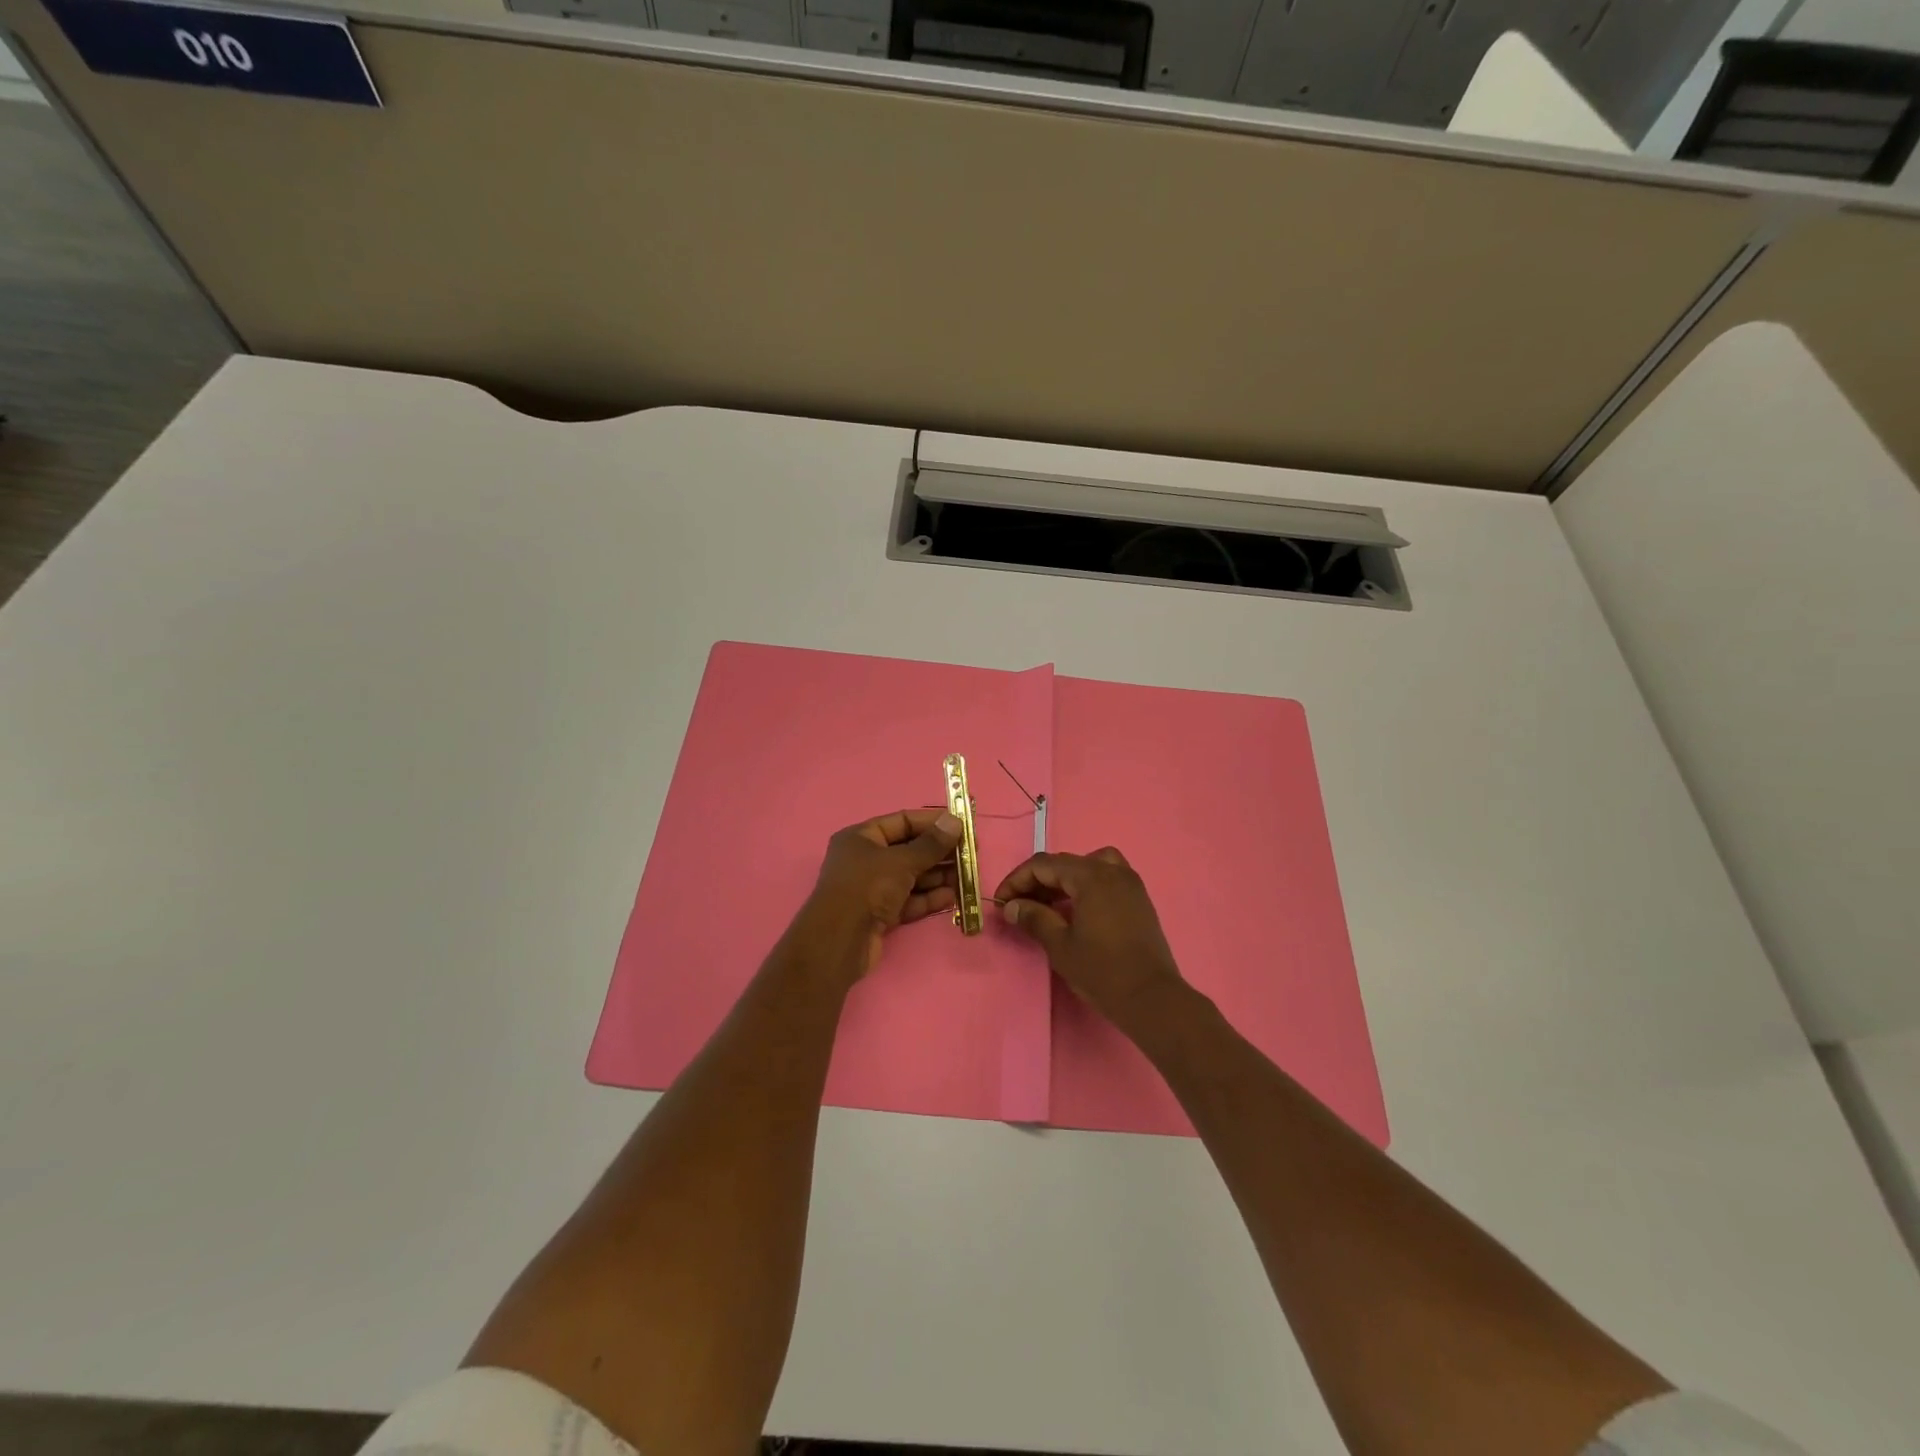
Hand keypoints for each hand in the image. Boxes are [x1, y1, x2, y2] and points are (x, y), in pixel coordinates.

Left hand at [802, 808, 963, 975]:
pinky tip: (952, 896)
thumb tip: (954, 821)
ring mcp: (873, 888)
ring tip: (968, 876)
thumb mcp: (901, 861)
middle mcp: (865, 860)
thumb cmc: (867, 888)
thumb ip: (931, 844)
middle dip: (940, 852)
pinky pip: (909, 900)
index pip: (903, 821)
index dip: (933, 822)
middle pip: (909, 850)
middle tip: (971, 855)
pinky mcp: (880, 914)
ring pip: (912, 877)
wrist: (838, 942)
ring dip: (939, 876)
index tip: (962, 826)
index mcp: (862, 837)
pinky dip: (929, 898)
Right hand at [994, 848, 1187, 1029]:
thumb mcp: (1060, 945)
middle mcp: (1112, 870)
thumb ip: (1034, 918)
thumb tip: (1011, 906)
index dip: (1017, 880)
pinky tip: (1076, 909)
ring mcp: (1129, 883)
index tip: (1001, 902)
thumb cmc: (1102, 971)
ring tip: (1048, 903)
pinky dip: (1086, 885)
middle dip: (1038, 881)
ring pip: (1088, 865)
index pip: (1044, 864)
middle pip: (1066, 863)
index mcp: (1091, 876)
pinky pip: (1106, 877)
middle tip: (1019, 906)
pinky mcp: (1138, 899)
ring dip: (1063, 879)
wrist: (1152, 998)